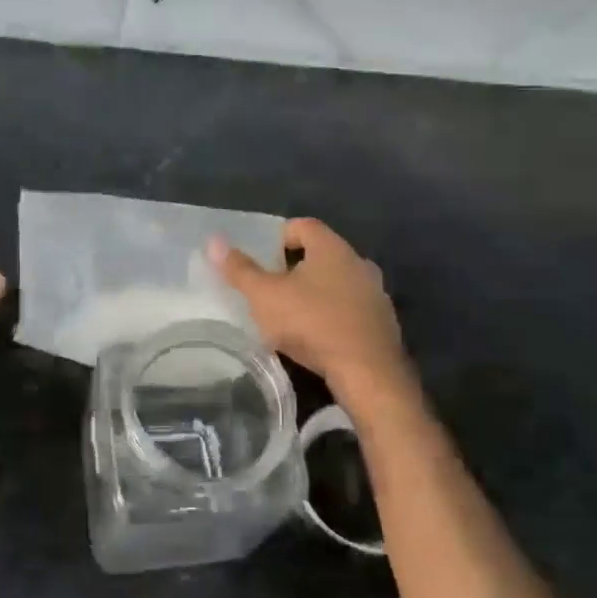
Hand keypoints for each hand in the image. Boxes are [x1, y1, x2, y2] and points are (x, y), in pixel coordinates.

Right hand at [210, 218, 413, 399]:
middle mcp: (358, 263)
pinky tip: (316, 336)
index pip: (304, 225)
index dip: (279, 235)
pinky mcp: (382, 323)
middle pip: (321, 254)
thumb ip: (240, 270)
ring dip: (315, 292)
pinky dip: (332, 314)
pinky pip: (350, 308)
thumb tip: (214, 241)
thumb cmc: (311, 323)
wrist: (367, 371)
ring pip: (338, 282)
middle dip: (295, 266)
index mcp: (332, 248)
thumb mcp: (265, 296)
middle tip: (270, 285)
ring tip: (290, 313)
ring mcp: (375, 293)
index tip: (261, 255)